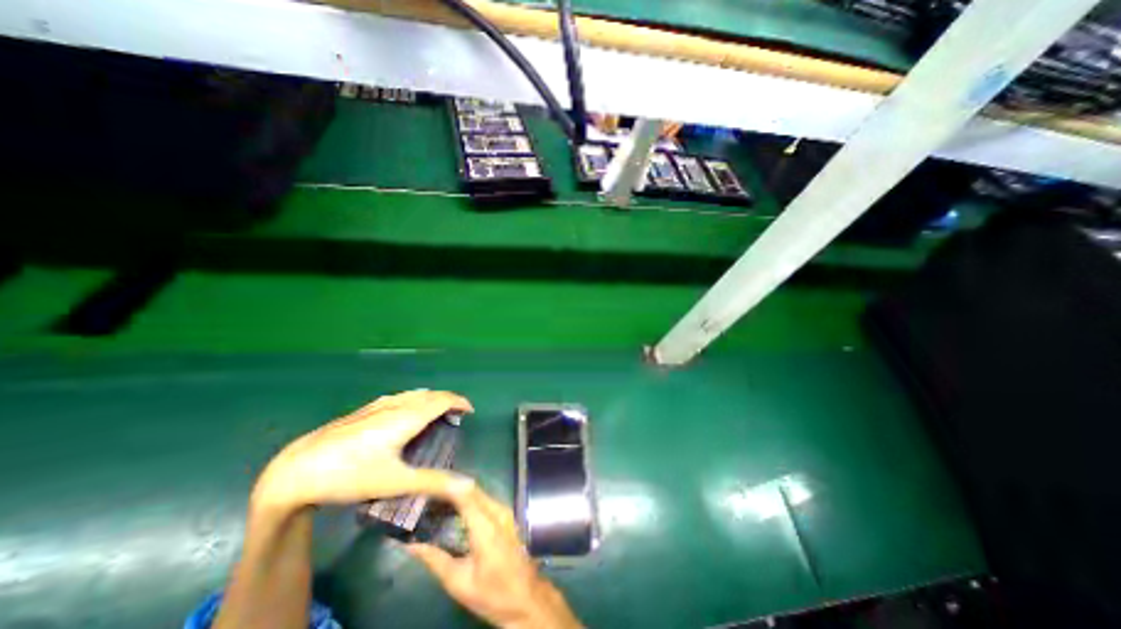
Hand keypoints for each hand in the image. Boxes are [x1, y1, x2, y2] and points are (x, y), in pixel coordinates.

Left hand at [252, 388, 474, 514]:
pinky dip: (415, 400)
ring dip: (431, 399)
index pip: (442, 399)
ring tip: (436, 413)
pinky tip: (406, 413)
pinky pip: (400, 397)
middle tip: (456, 415)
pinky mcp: (364, 410)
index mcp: (407, 417)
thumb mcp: (394, 482)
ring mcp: (378, 405)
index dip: (459, 401)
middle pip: (430, 394)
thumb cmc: (350, 474)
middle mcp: (396, 405)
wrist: (295, 470)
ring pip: (414, 394)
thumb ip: (433, 483)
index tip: (470, 411)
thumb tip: (468, 484)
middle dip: (447, 400)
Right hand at [407, 483, 581, 625]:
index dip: (447, 484)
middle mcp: (497, 511)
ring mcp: (505, 511)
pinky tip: (455, 503)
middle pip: (472, 489)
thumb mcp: (459, 583)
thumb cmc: (493, 593)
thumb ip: (436, 560)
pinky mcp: (506, 515)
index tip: (426, 480)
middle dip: (450, 484)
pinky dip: (468, 496)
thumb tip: (411, 546)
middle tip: (426, 486)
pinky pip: (485, 498)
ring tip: (436, 492)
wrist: (527, 597)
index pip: (465, 494)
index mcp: (486, 527)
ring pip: (479, 491)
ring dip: (459, 489)